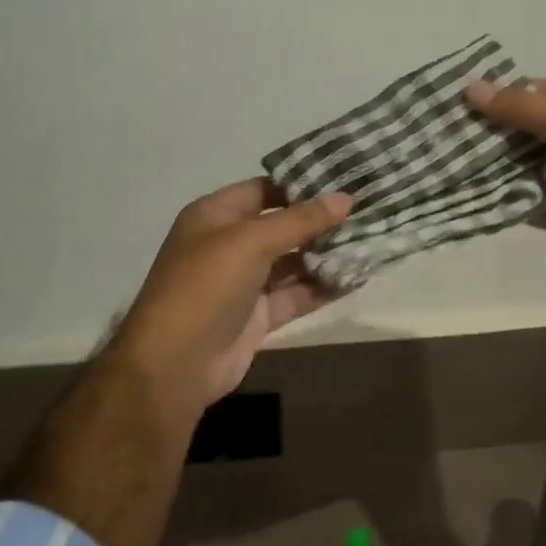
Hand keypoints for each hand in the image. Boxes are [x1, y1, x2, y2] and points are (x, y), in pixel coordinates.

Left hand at [106, 179, 351, 422]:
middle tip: (367, 211)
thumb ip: (300, 220)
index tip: (344, 181)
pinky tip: (356, 278)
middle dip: (321, 222)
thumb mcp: (251, 242)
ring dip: (326, 255)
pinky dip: (322, 288)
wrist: (175, 364)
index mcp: (215, 216)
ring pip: (292, 262)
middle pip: (282, 226)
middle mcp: (229, 245)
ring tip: (370, 242)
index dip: (301, 185)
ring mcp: (244, 283)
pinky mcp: (258, 316)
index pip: (264, 190)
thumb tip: (346, 199)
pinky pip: (296, 295)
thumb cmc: (206, 286)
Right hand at [466, 78, 545, 277]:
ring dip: (493, 166)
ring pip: (524, 167)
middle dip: (493, 132)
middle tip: (446, 131)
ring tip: (448, 160)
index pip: (542, 93)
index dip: (506, 94)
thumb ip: (521, 107)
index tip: (463, 99)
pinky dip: (503, 199)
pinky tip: (468, 192)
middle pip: (529, 131)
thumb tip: (470, 89)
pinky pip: (526, 202)